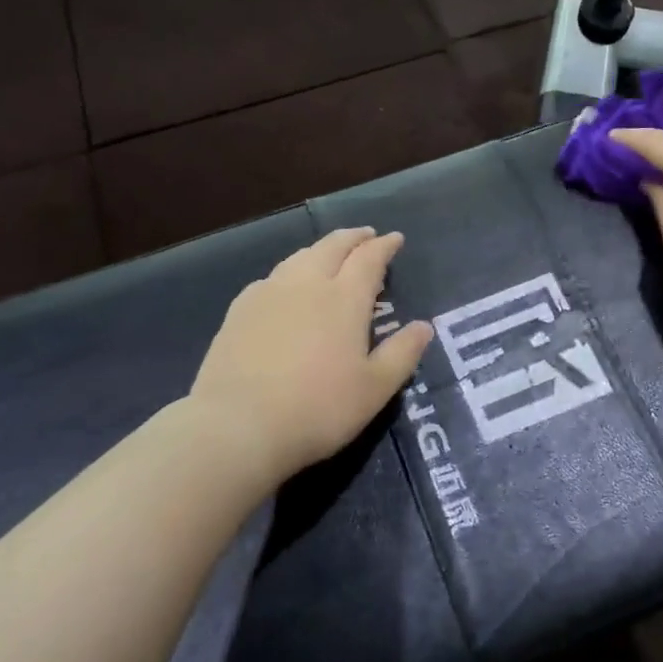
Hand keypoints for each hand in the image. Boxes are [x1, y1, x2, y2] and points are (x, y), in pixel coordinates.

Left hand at [189, 228, 433, 486]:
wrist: (238, 426)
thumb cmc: (318, 409)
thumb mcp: (375, 389)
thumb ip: (402, 354)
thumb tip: (424, 326)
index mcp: (344, 299)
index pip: (369, 259)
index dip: (384, 246)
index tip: (395, 238)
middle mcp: (307, 284)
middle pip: (333, 247)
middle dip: (353, 238)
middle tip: (366, 236)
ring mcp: (269, 293)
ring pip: (300, 257)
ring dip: (321, 249)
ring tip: (330, 254)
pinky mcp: (240, 310)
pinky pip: (272, 277)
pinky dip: (290, 271)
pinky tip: (286, 286)